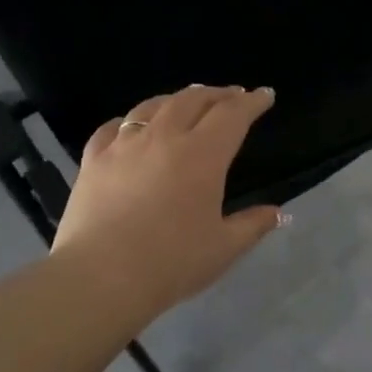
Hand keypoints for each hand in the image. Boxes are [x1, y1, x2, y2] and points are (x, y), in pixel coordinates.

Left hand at [50, 85, 284, 320]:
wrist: (101, 277)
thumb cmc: (172, 263)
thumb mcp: (224, 248)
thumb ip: (253, 225)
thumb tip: (279, 214)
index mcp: (202, 155)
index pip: (232, 115)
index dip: (252, 102)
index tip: (264, 95)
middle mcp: (164, 138)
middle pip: (193, 100)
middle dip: (217, 94)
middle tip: (232, 95)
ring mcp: (123, 146)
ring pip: (152, 107)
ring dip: (176, 99)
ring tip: (187, 101)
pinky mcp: (93, 160)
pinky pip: (113, 127)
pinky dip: (130, 120)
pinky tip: (131, 126)